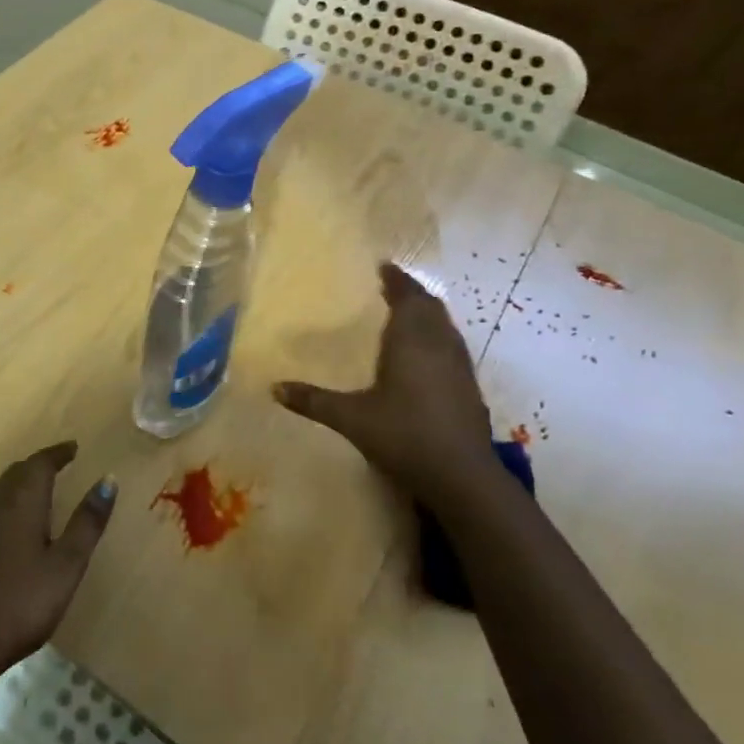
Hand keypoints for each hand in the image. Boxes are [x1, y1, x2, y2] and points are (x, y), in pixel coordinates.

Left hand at [0, 442, 117, 679]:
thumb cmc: (22, 603)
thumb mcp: (66, 565)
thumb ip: (87, 522)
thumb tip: (108, 480)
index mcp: (22, 502)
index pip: (40, 463)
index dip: (58, 453)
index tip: (74, 448)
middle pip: (19, 471)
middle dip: (41, 464)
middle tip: (62, 464)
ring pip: (2, 488)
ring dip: (23, 481)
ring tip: (43, 488)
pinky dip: (10, 501)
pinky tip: (16, 523)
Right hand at [273, 262, 493, 499]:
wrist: (462, 477)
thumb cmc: (404, 436)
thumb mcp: (352, 418)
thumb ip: (314, 400)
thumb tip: (273, 388)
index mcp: (411, 341)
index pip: (407, 297)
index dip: (396, 280)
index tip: (383, 266)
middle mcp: (438, 345)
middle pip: (429, 307)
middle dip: (412, 293)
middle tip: (391, 286)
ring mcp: (459, 366)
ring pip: (445, 325)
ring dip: (427, 313)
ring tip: (407, 312)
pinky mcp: (470, 387)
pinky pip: (452, 346)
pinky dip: (437, 336)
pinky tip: (425, 353)